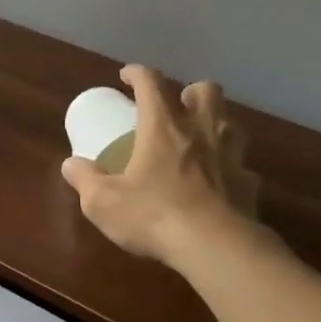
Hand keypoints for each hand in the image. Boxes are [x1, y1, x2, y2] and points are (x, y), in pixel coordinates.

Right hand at [61, 64, 259, 265]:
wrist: (216, 248)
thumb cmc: (154, 215)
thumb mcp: (103, 202)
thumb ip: (85, 180)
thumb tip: (71, 165)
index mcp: (163, 127)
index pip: (151, 83)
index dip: (137, 73)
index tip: (126, 76)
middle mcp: (201, 131)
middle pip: (206, 90)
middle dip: (191, 91)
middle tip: (178, 106)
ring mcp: (231, 156)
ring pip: (232, 123)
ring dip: (217, 123)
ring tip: (202, 139)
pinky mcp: (249, 184)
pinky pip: (243, 167)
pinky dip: (232, 169)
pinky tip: (221, 183)